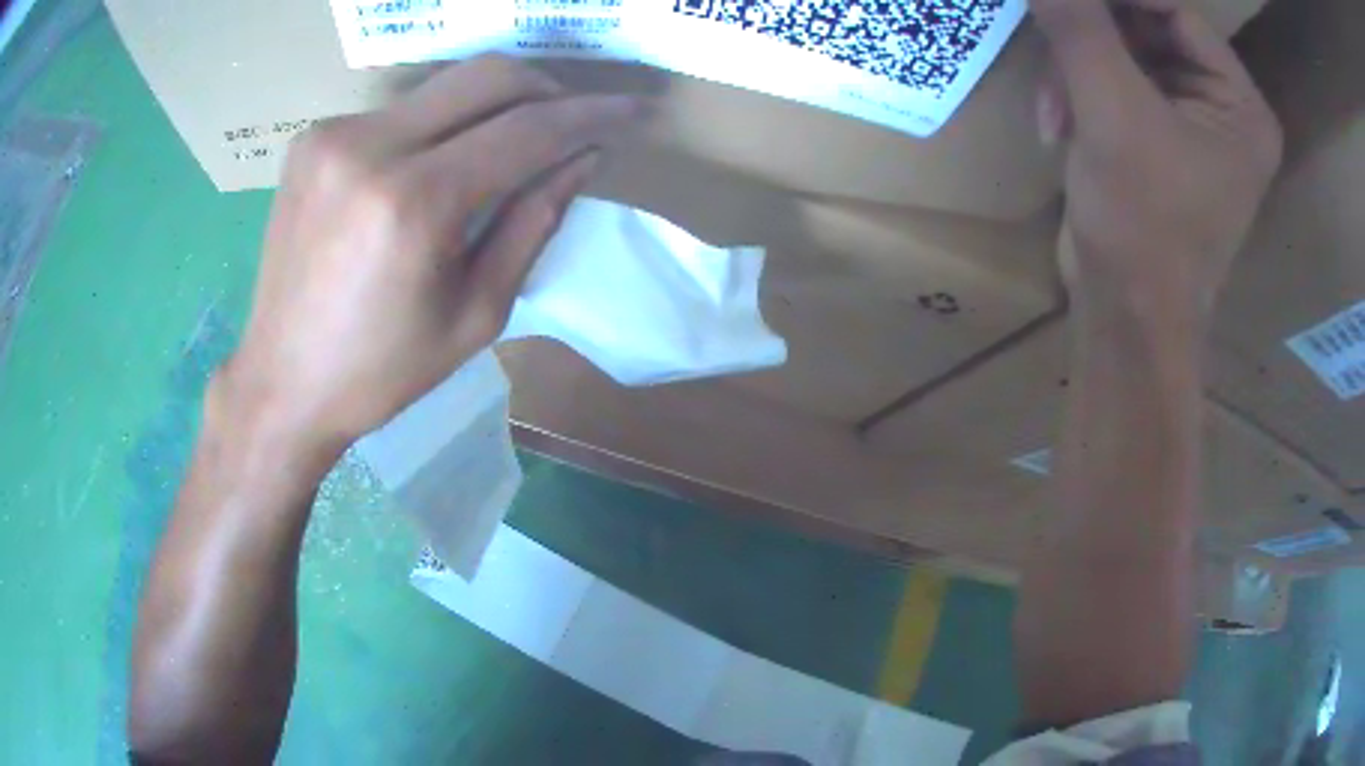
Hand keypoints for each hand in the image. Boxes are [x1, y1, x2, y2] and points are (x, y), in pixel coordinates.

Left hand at [217, 55, 641, 464]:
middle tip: (572, 121)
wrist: (282, 381)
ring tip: (513, 144)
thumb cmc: (382, 370)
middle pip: (487, 76)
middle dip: (546, 90)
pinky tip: (441, 161)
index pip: (527, 129)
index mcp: (414, 203)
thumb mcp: (477, 313)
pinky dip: (439, 123)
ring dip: (493, 105)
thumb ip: (534, 221)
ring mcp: (333, 134)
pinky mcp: (312, 138)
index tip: (632, 109)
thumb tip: (583, 158)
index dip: (590, 114)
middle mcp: (369, 147)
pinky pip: (400, 108)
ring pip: (444, 86)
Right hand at [1032, 0, 1281, 323]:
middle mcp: (1225, 110)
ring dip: (1078, 70)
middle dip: (1093, 39)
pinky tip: (1058, 126)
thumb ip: (1080, 26)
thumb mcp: (1113, 114)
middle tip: (1049, 47)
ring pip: (1125, 55)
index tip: (1066, 0)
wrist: (1125, 320)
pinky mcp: (1160, 141)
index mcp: (1242, 107)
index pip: (1177, 13)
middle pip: (1150, 30)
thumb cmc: (1143, 228)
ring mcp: (1193, 126)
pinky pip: (1116, 86)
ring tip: (1053, 111)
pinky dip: (1081, 95)